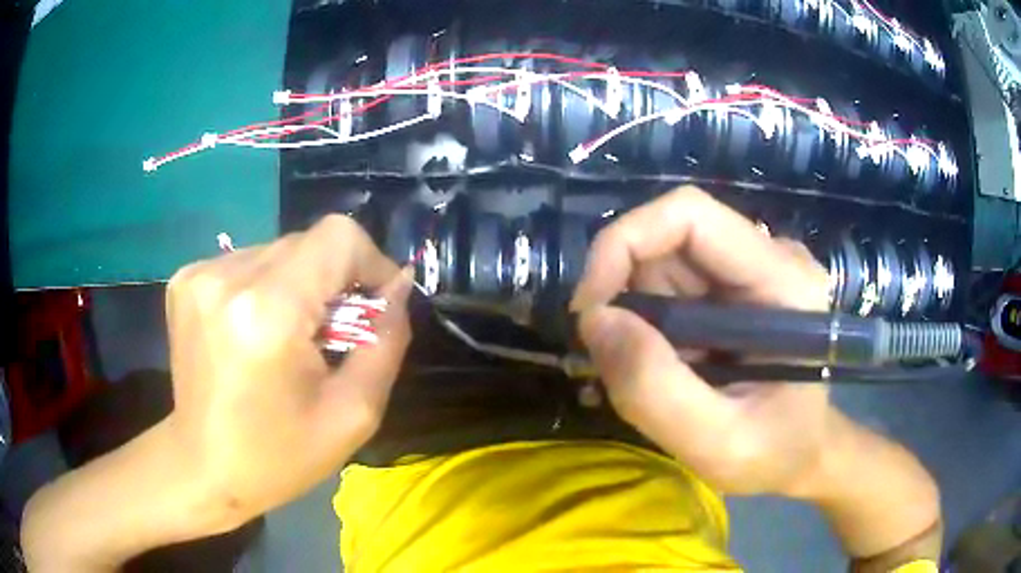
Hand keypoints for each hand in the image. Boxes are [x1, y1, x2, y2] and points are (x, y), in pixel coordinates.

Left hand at [165, 215, 410, 526]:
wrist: (203, 467)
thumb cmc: (278, 456)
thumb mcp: (352, 414)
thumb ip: (386, 342)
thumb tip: (399, 288)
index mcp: (268, 312)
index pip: (337, 237)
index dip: (369, 261)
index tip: (375, 303)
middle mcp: (227, 278)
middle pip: (307, 242)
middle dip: (333, 280)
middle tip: (332, 334)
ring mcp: (199, 274)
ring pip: (278, 251)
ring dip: (298, 285)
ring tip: (289, 337)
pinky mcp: (185, 279)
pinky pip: (247, 262)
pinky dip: (265, 288)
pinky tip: (256, 330)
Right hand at [572, 186, 832, 495]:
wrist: (802, 452)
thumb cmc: (775, 453)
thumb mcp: (717, 444)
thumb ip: (656, 390)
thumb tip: (595, 321)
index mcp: (784, 281)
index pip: (689, 215)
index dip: (624, 243)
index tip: (590, 310)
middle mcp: (769, 256)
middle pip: (669, 238)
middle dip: (624, 293)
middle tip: (613, 360)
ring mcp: (752, 266)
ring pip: (663, 262)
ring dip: (636, 315)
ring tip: (650, 375)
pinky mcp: (736, 283)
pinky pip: (671, 283)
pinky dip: (648, 322)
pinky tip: (666, 365)